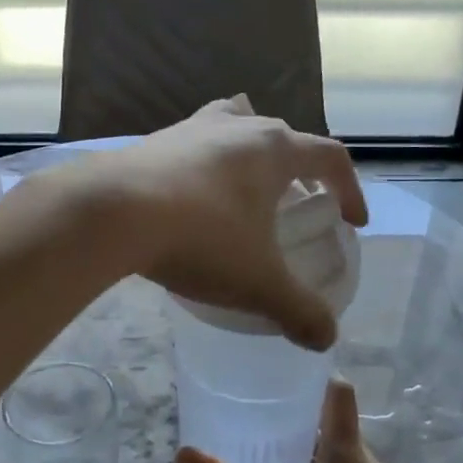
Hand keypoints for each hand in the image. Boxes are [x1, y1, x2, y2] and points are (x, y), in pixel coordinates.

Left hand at [81, 96, 368, 349]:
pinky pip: (192, 143)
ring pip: (234, 123)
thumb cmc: (201, 239)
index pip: (330, 157)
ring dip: (249, 150)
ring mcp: (191, 127)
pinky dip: (203, 162)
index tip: (351, 222)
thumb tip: (327, 339)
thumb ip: (299, 310)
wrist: (111, 213)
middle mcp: (238, 127)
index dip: (350, 189)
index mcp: (275, 150)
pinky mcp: (153, 140)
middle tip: (298, 204)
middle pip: (283, 136)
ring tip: (246, 184)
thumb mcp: (258, 283)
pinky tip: (189, 196)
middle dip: (299, 169)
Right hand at [177, 379, 424, 462]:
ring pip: (339, 455)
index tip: (277, 368)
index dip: (313, 374)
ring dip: (306, 447)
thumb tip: (186, 452)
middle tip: (253, 412)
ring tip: (264, 450)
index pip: (339, 393)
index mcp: (349, 459)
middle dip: (297, 414)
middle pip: (335, 423)